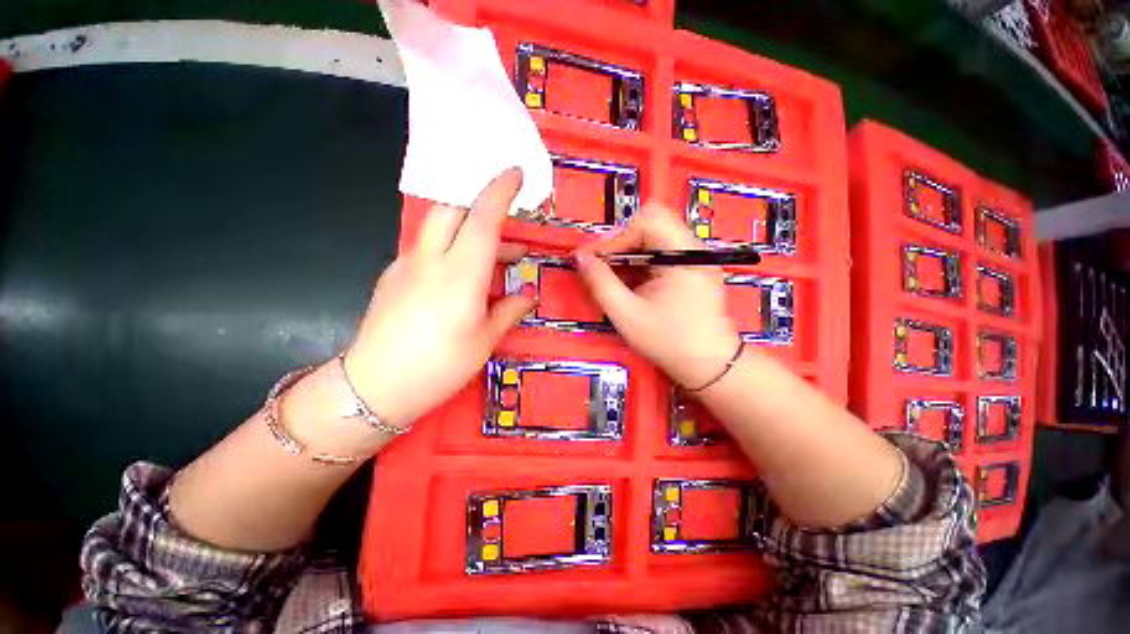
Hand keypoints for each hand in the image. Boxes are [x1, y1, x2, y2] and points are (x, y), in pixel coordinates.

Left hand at [343, 168, 534, 428]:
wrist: (374, 387)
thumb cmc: (440, 366)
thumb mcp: (484, 340)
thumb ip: (509, 310)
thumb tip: (529, 295)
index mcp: (461, 274)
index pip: (483, 218)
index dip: (501, 191)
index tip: (515, 173)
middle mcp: (431, 259)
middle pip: (454, 209)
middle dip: (483, 208)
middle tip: (509, 233)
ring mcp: (407, 264)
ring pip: (439, 227)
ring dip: (469, 232)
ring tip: (496, 260)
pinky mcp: (393, 274)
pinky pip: (427, 247)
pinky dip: (450, 249)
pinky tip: (460, 278)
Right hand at [575, 203, 741, 389]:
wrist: (709, 366)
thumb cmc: (668, 341)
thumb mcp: (627, 314)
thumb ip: (600, 283)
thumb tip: (579, 257)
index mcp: (684, 255)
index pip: (647, 221)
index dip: (615, 237)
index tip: (593, 260)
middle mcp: (693, 249)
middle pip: (649, 227)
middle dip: (619, 246)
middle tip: (599, 268)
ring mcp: (693, 259)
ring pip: (652, 241)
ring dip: (627, 257)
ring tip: (611, 280)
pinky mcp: (690, 271)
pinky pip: (659, 256)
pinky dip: (638, 267)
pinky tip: (628, 286)